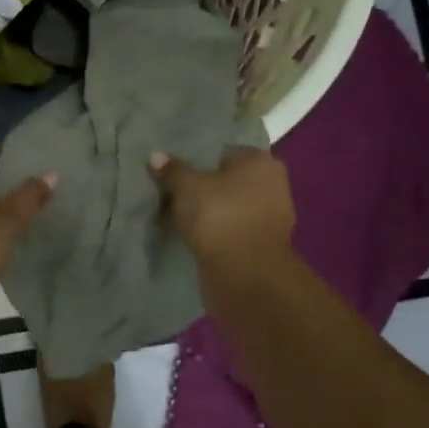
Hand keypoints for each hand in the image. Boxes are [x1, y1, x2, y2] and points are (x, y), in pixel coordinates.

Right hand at [149, 147, 294, 271]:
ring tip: (179, 215)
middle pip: (229, 180)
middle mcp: (272, 186)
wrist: (245, 275)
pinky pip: (232, 230)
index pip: (225, 152)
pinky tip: (194, 236)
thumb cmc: (219, 216)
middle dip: (205, 187)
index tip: (176, 171)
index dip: (199, 160)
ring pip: (230, 207)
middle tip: (174, 192)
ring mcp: (271, 218)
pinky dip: (216, 232)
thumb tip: (156, 155)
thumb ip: (172, 170)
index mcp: (260, 162)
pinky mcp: (261, 246)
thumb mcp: (187, 187)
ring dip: (211, 212)